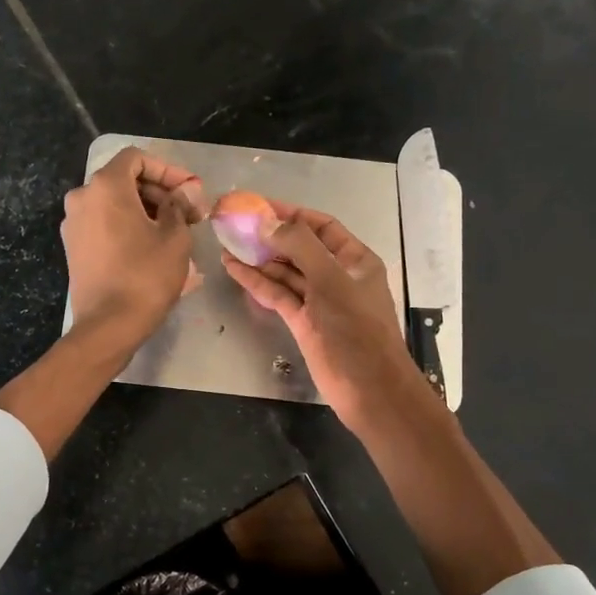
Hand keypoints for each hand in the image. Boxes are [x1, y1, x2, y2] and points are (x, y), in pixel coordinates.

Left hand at [62, 147, 205, 351]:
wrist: (109, 324)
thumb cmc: (146, 276)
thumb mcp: (175, 237)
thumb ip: (179, 205)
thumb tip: (185, 192)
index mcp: (106, 186)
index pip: (137, 158)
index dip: (167, 170)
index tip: (190, 191)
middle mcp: (82, 197)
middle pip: (124, 180)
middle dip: (159, 192)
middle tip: (189, 213)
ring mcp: (73, 223)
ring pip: (113, 203)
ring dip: (145, 210)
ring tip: (174, 231)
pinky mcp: (73, 247)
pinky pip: (103, 224)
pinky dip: (126, 226)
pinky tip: (150, 246)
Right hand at [219, 201, 423, 431]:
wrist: (367, 387)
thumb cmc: (356, 329)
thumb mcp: (331, 280)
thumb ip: (300, 247)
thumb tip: (266, 223)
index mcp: (355, 260)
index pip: (321, 226)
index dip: (291, 214)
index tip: (259, 206)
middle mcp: (336, 275)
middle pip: (300, 248)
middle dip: (270, 236)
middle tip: (235, 225)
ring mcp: (318, 300)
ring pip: (285, 272)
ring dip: (259, 258)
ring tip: (227, 243)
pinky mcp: (302, 322)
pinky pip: (277, 295)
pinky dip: (257, 282)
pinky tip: (234, 269)